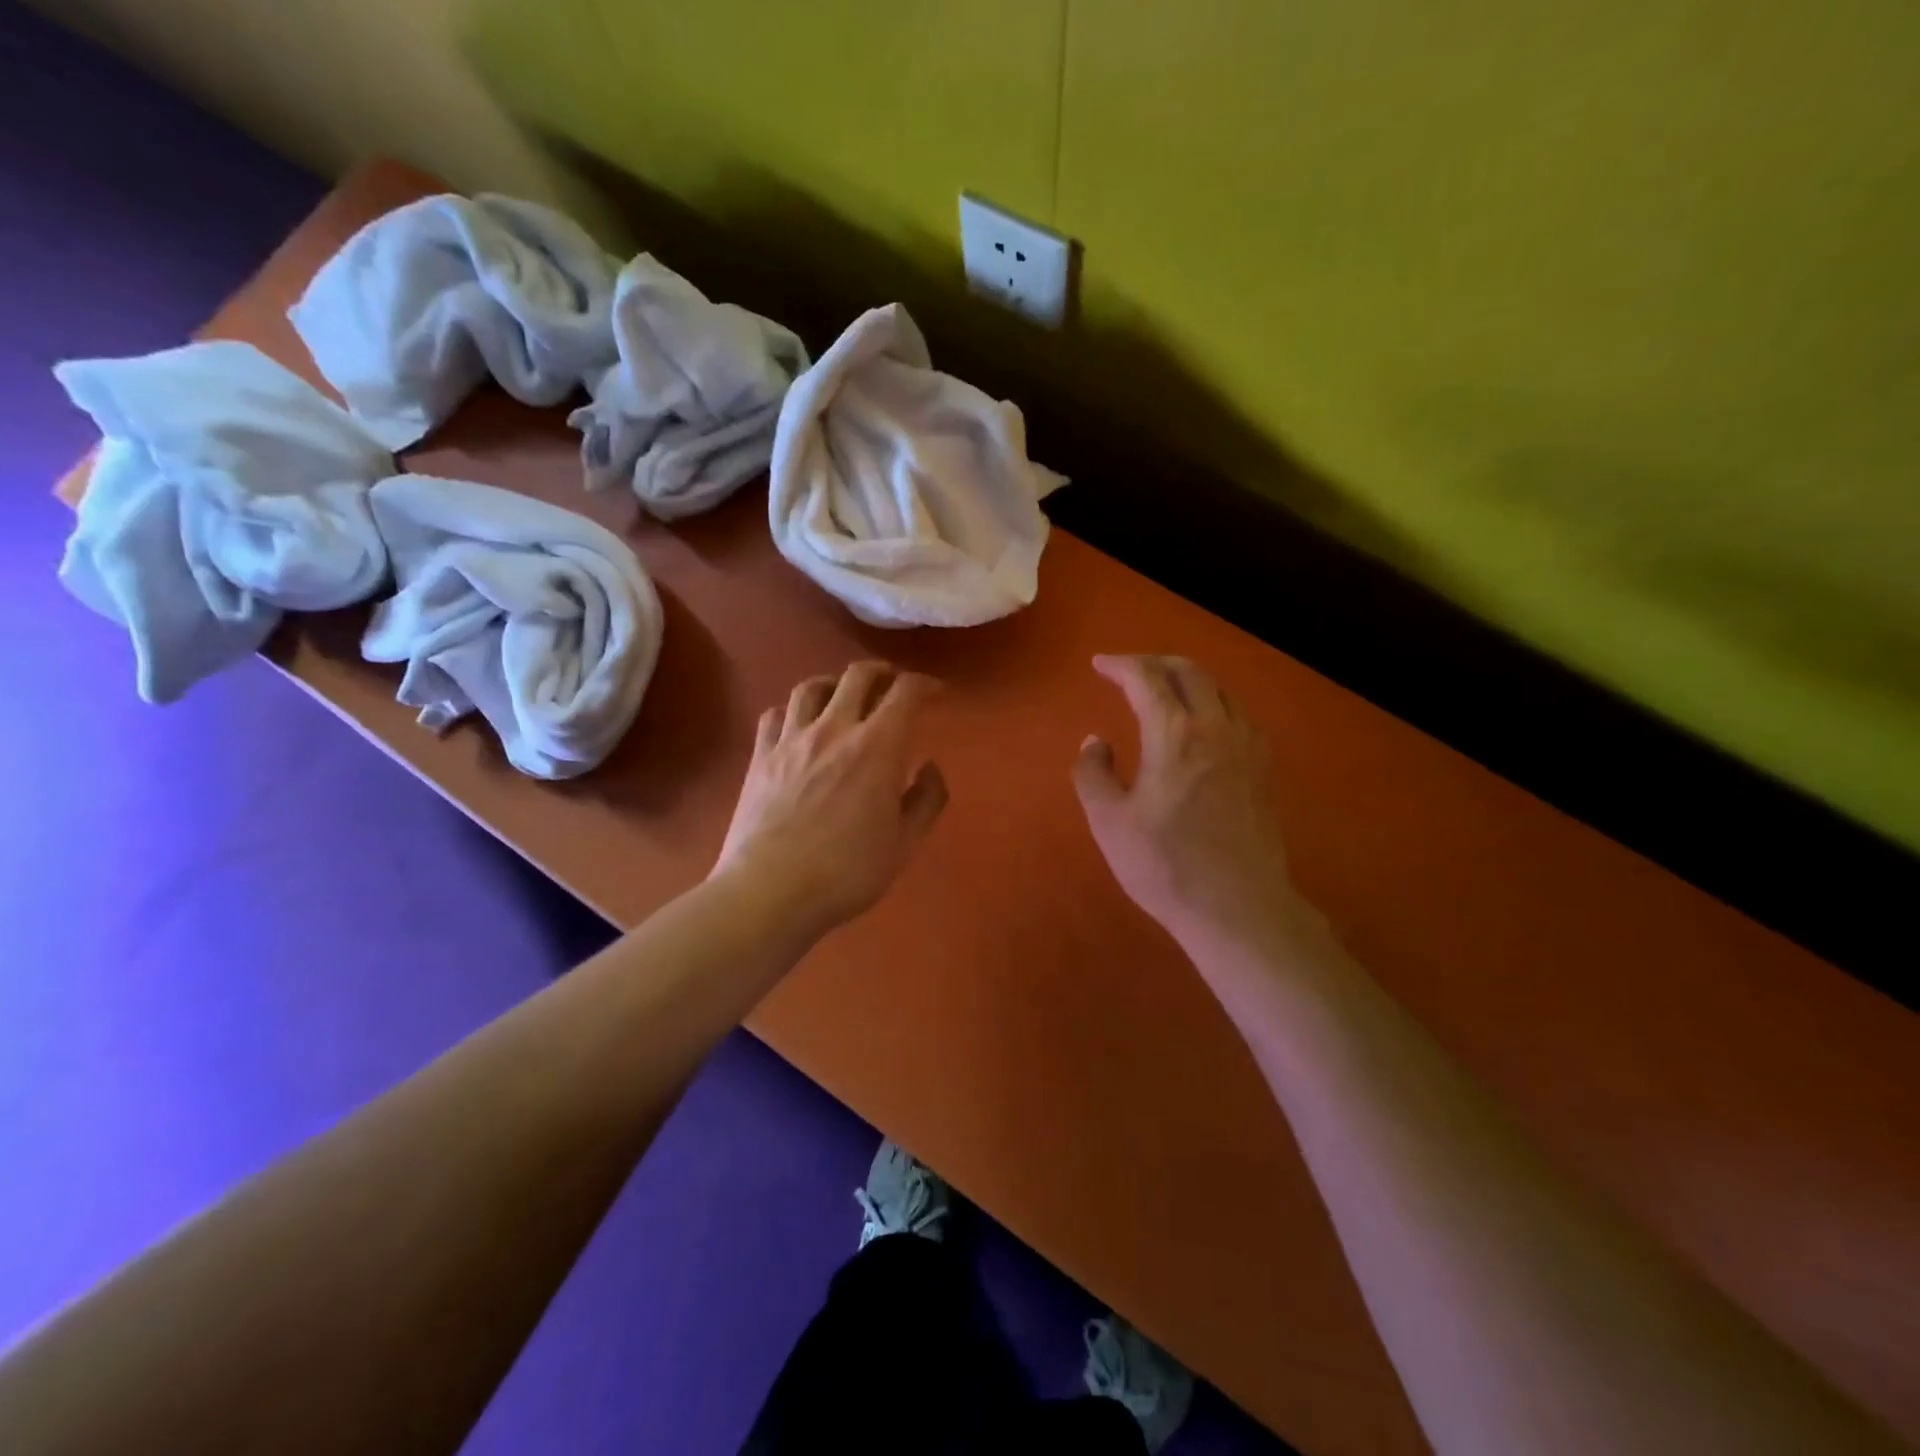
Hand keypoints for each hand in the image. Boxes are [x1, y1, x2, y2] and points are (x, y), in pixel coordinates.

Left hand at [715, 661, 948, 936]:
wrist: (770, 890)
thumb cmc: (848, 871)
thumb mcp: (905, 843)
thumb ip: (926, 799)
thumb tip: (929, 766)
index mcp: (877, 747)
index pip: (906, 693)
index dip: (925, 685)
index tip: (936, 693)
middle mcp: (834, 729)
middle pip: (857, 676)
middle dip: (882, 672)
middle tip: (892, 683)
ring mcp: (791, 740)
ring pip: (812, 687)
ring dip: (835, 683)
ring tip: (843, 695)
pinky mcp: (760, 756)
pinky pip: (775, 715)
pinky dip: (793, 711)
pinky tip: (798, 725)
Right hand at [1074, 654, 1301, 945]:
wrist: (1238, 908)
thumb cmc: (1165, 866)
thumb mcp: (1108, 822)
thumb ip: (1093, 773)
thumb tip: (1095, 742)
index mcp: (1174, 734)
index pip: (1146, 679)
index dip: (1120, 665)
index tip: (1099, 665)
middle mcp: (1216, 728)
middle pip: (1189, 672)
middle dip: (1154, 663)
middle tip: (1128, 671)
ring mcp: (1247, 747)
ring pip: (1220, 690)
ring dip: (1188, 679)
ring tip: (1164, 691)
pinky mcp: (1263, 770)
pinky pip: (1239, 715)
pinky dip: (1214, 703)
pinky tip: (1205, 725)